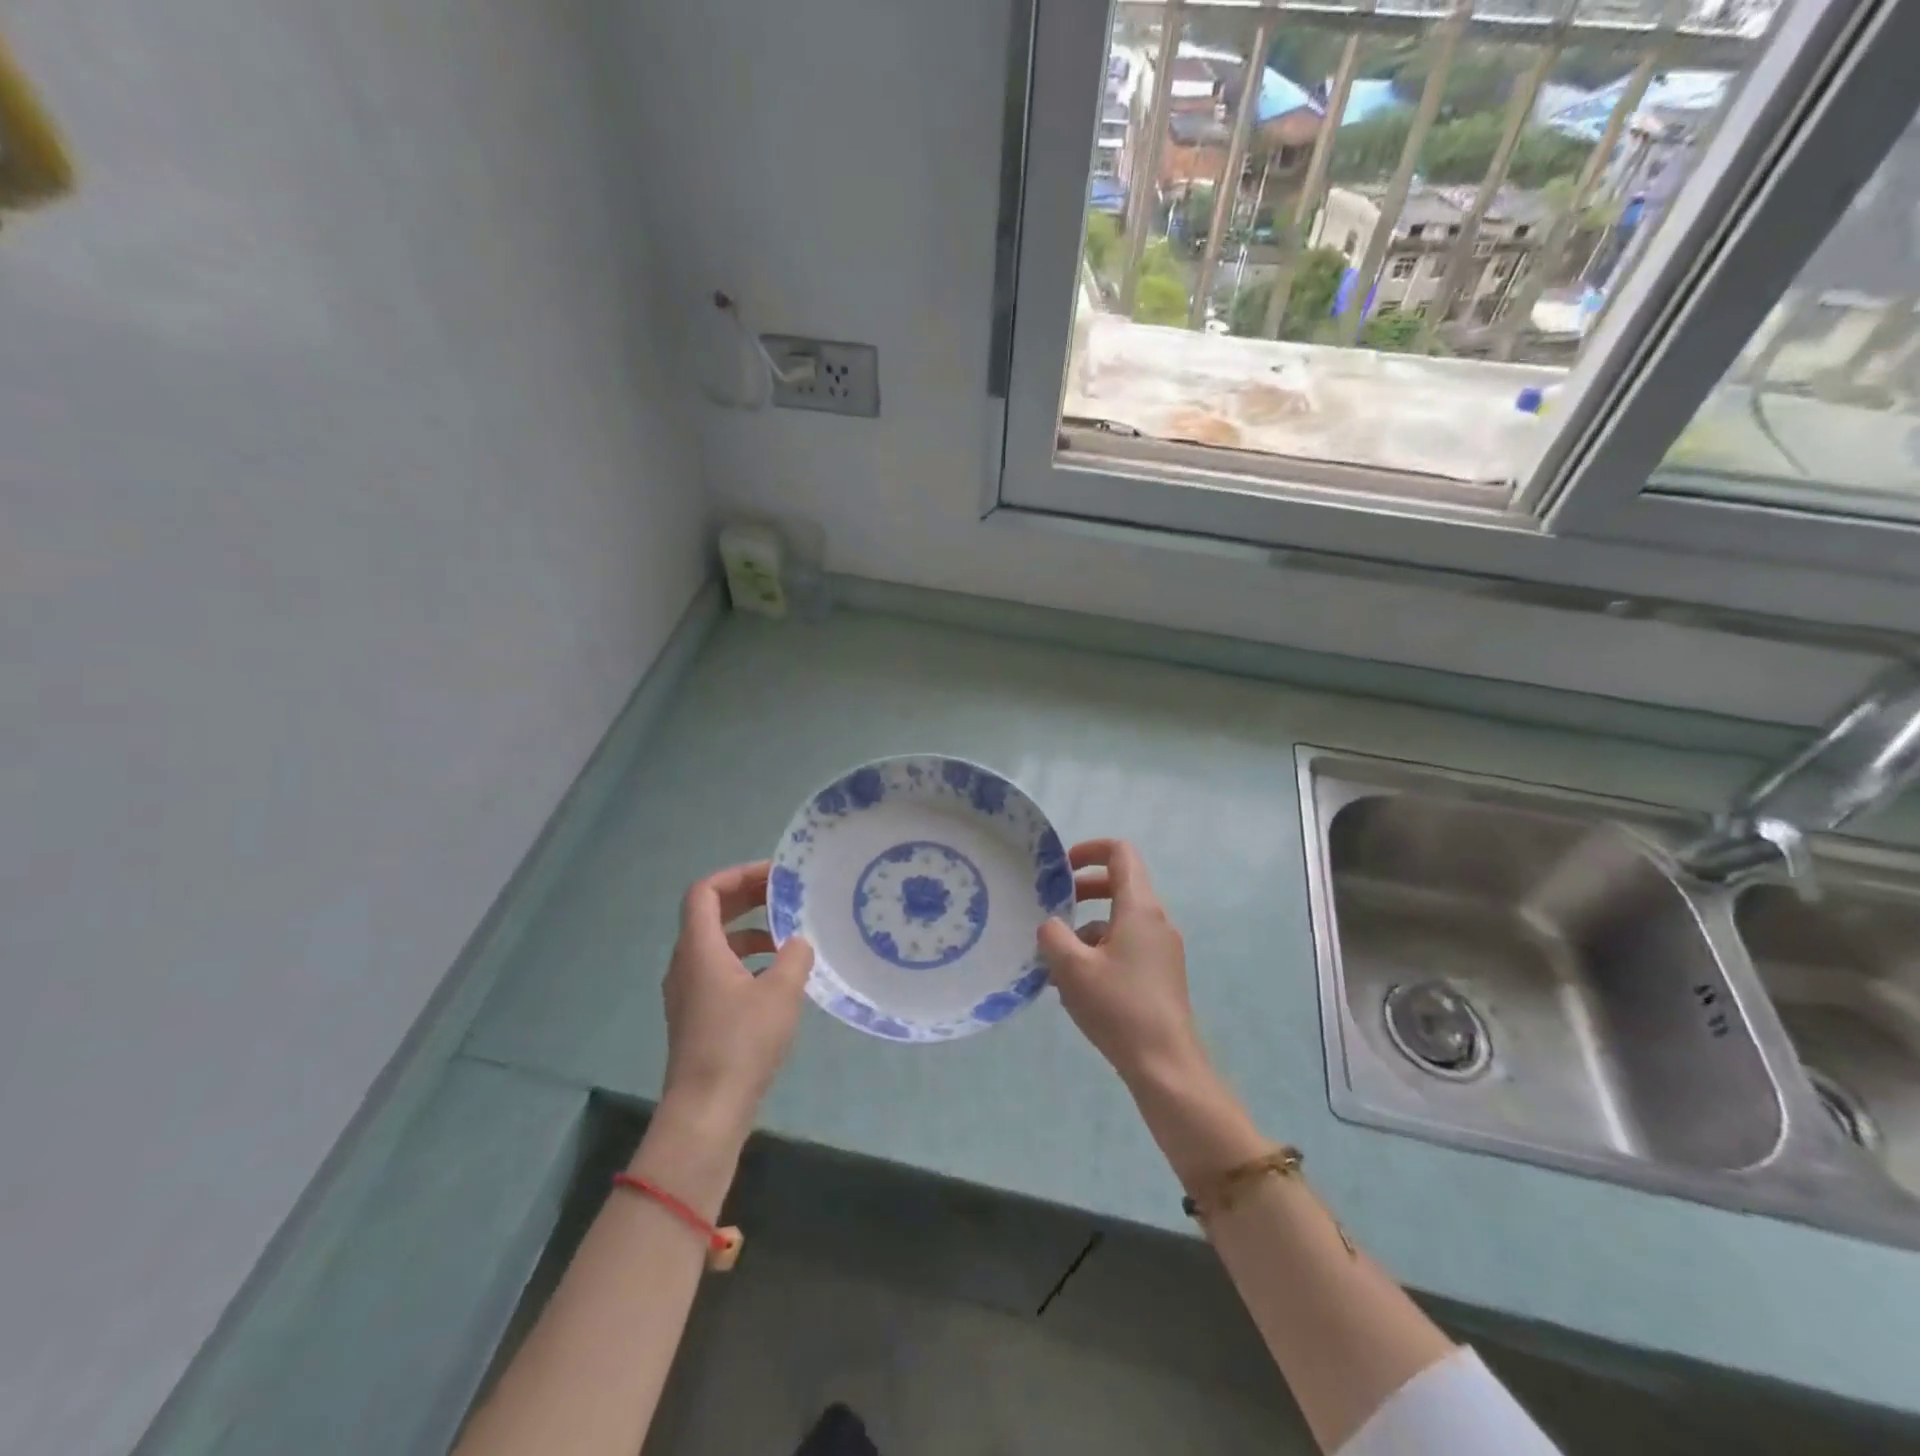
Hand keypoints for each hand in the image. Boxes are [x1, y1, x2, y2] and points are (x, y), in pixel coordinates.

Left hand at [660, 861, 813, 1134]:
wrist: (706, 1111)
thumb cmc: (741, 1043)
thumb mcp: (780, 992)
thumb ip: (794, 957)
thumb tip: (799, 942)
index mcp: (699, 948)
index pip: (706, 892)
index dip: (738, 875)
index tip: (774, 876)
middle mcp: (686, 963)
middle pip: (710, 914)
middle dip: (748, 899)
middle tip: (785, 895)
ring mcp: (688, 992)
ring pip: (717, 944)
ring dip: (750, 931)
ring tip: (788, 937)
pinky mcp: (696, 1016)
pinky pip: (719, 970)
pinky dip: (746, 961)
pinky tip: (777, 978)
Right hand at [1037, 839, 1207, 1090]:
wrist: (1165, 1065)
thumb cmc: (1118, 1008)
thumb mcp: (1072, 968)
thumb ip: (1053, 935)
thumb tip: (1051, 925)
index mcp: (1140, 908)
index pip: (1120, 853)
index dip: (1089, 850)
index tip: (1061, 868)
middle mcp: (1156, 921)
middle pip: (1120, 885)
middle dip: (1083, 891)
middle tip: (1054, 908)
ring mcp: (1162, 949)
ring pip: (1120, 921)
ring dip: (1087, 929)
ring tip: (1056, 962)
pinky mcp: (1161, 974)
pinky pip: (1127, 947)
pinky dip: (1100, 952)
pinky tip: (1075, 988)